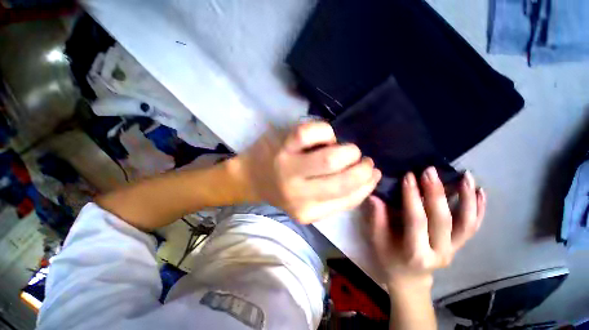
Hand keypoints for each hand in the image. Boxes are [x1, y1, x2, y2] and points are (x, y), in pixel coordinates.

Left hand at [231, 121, 380, 223]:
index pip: (348, 199)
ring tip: (347, 150)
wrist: (250, 178)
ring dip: (348, 151)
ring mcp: (288, 168)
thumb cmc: (282, 190)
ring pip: (330, 158)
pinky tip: (325, 137)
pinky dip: (325, 132)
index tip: (373, 174)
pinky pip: (311, 132)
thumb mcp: (308, 203)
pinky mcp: (282, 145)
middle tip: (363, 160)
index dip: (367, 185)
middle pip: (342, 179)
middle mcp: (298, 193)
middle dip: (362, 167)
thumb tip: (366, 179)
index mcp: (307, 212)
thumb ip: (335, 197)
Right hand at [366, 167, 485, 289]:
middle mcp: (439, 252)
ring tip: (467, 176)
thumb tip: (375, 196)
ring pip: (467, 223)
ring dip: (468, 198)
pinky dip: (479, 209)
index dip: (412, 197)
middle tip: (430, 171)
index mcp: (415, 252)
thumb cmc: (389, 258)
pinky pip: (473, 227)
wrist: (410, 278)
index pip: (416, 220)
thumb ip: (377, 218)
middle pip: (443, 220)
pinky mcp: (460, 246)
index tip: (409, 176)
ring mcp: (454, 250)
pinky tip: (480, 192)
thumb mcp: (378, 241)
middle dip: (436, 192)